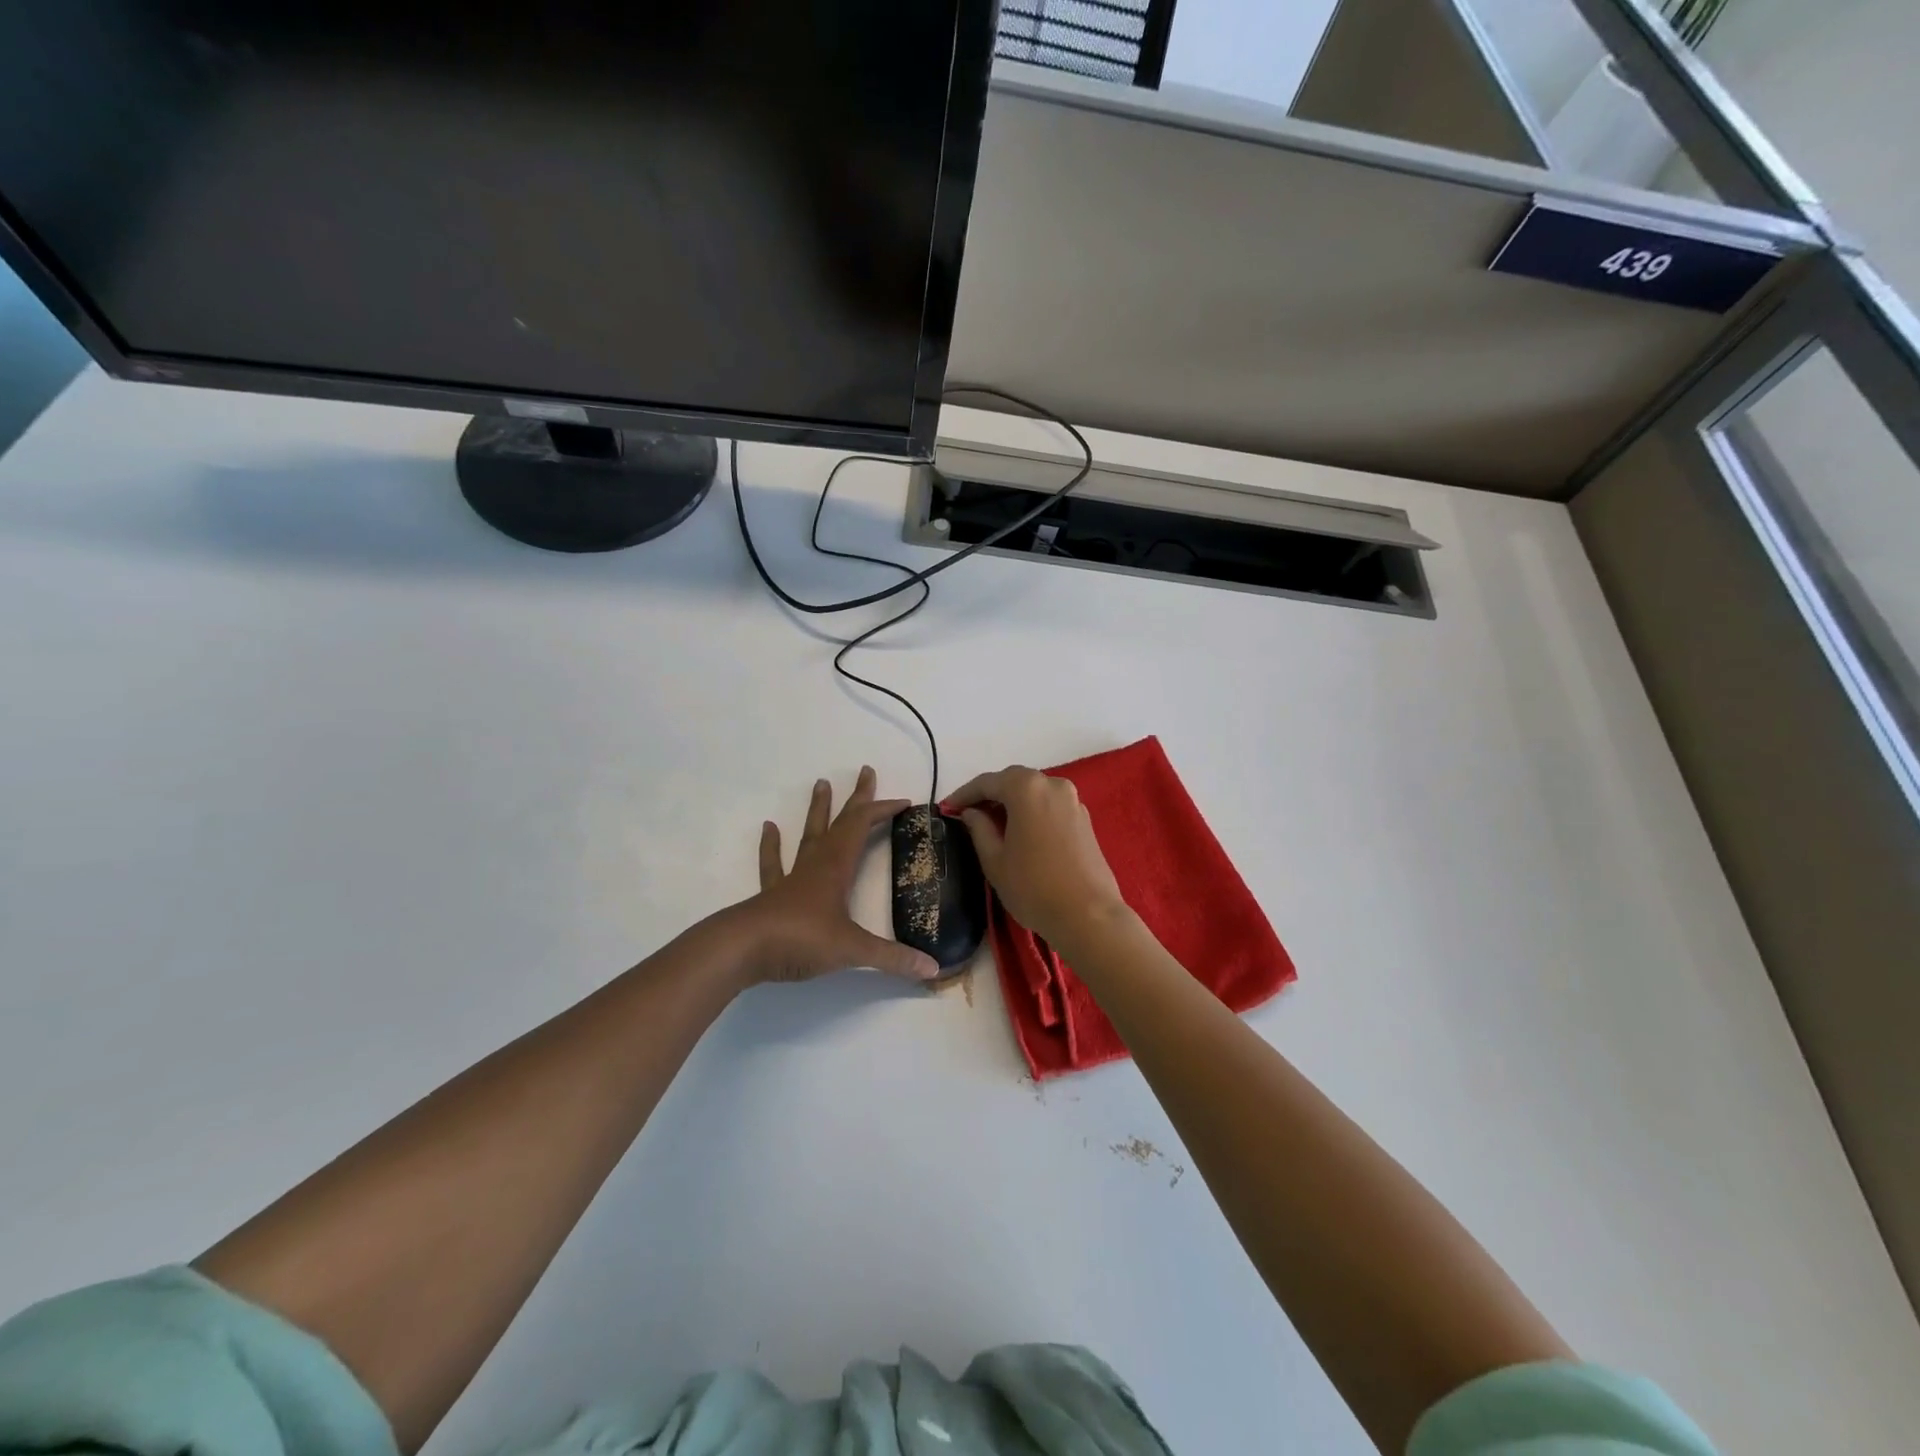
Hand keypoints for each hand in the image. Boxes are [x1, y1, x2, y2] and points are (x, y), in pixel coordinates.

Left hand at [734, 767, 939, 984]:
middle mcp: (816, 864)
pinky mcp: (772, 895)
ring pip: (809, 835)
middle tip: (865, 771)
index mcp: (837, 867)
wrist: (742, 950)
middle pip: (840, 822)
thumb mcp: (852, 950)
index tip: (905, 803)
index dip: (883, 810)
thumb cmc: (800, 939)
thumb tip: (933, 968)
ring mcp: (792, 878)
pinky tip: (769, 827)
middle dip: (857, 798)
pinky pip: (773, 864)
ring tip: (820, 783)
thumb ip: (893, 958)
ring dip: (818, 810)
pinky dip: (772, 846)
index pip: (863, 826)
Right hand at [947, 765, 1128, 948]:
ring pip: (1034, 792)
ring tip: (992, 823)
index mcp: (1027, 789)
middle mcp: (1053, 785)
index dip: (964, 794)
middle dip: (989, 794)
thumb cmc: (1033, 887)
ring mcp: (1073, 801)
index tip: (946, 808)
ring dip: (1012, 802)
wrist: (1088, 916)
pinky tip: (1020, 832)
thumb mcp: (994, 860)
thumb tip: (971, 813)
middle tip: (968, 813)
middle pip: (1013, 781)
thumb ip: (979, 829)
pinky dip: (1031, 811)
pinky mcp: (1084, 819)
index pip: (987, 782)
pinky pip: (1050, 805)